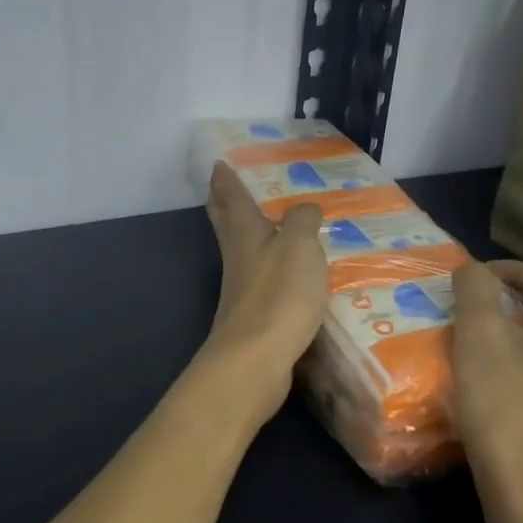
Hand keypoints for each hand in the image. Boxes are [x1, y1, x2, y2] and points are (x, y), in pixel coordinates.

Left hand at [200, 162, 326, 417]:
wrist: (256, 358)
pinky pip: (256, 278)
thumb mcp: (299, 246)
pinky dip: (262, 265)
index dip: (226, 179)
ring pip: (238, 249)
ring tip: (260, 223)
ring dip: (243, 233)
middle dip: (223, 202)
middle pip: (225, 223)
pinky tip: (278, 271)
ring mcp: (241, 288)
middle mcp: (237, 256)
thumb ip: (302, 222)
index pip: (232, 197)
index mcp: (245, 233)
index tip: (218, 164)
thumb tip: (304, 208)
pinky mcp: (251, 314)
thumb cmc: (278, 294)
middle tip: (222, 187)